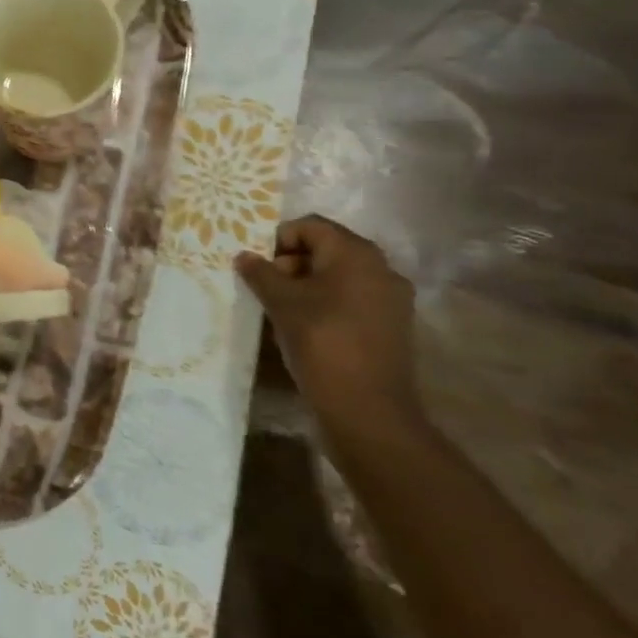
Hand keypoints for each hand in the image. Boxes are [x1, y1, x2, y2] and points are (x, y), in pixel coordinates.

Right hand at [236, 216, 423, 445]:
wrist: (369, 412)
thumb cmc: (322, 343)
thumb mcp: (282, 304)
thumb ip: (261, 274)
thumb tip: (244, 255)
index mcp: (355, 253)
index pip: (310, 226)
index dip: (279, 239)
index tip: (258, 266)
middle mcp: (381, 267)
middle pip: (327, 249)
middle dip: (292, 263)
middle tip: (267, 288)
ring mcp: (392, 298)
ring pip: (340, 276)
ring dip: (309, 284)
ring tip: (283, 310)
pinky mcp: (393, 326)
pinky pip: (354, 300)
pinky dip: (328, 303)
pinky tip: (308, 328)